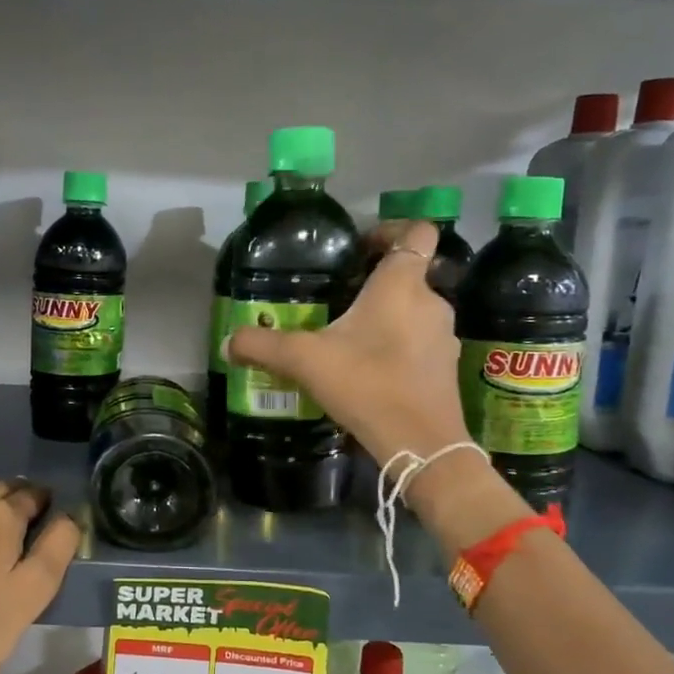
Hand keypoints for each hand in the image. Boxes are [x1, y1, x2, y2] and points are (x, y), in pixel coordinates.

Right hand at [227, 220, 469, 470]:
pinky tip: (370, 370)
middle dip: (375, 283)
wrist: (420, 444)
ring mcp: (444, 336)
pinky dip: (398, 346)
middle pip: (410, 274)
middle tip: (339, 299)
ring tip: (350, 339)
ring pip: (414, 311)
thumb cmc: (366, 384)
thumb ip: (261, 346)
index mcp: (401, 284)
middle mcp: (431, 301)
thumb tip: (227, 342)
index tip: (361, 248)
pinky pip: (420, 342)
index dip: (392, 229)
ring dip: (387, 317)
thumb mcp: (303, 361)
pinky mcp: (446, 367)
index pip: (417, 231)